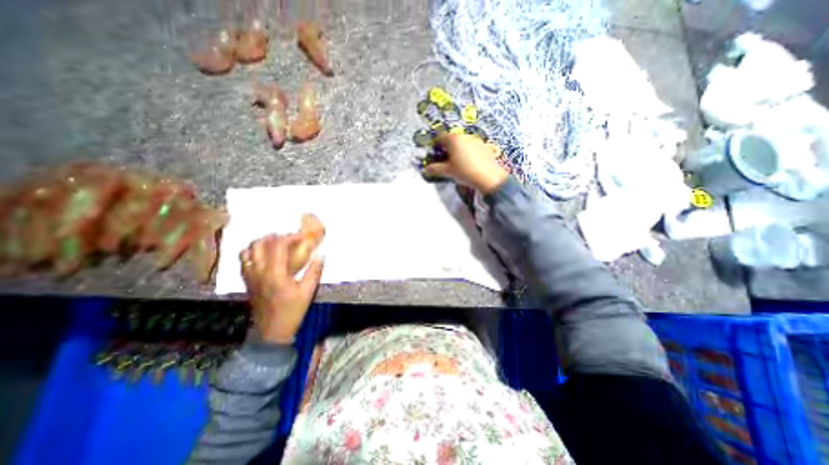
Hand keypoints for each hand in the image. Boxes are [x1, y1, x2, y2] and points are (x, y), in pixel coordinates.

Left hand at [240, 235, 323, 342]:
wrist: (272, 331)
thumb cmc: (292, 311)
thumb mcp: (308, 291)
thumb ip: (314, 271)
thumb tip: (321, 255)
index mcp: (275, 273)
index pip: (278, 245)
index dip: (290, 237)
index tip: (301, 236)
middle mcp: (259, 271)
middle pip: (260, 243)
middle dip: (276, 236)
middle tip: (290, 239)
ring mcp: (250, 276)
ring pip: (249, 250)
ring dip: (263, 242)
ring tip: (277, 244)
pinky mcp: (247, 281)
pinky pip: (244, 260)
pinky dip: (253, 252)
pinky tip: (265, 255)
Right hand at [424, 133, 509, 193]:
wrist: (489, 177)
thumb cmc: (465, 172)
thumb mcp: (448, 171)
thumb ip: (435, 169)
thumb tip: (425, 169)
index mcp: (453, 139)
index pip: (440, 137)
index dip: (436, 145)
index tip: (436, 154)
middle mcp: (464, 136)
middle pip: (452, 139)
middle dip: (448, 147)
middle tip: (446, 160)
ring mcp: (476, 140)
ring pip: (463, 142)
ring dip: (459, 149)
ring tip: (459, 162)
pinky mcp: (485, 146)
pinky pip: (473, 146)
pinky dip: (469, 152)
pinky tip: (471, 163)